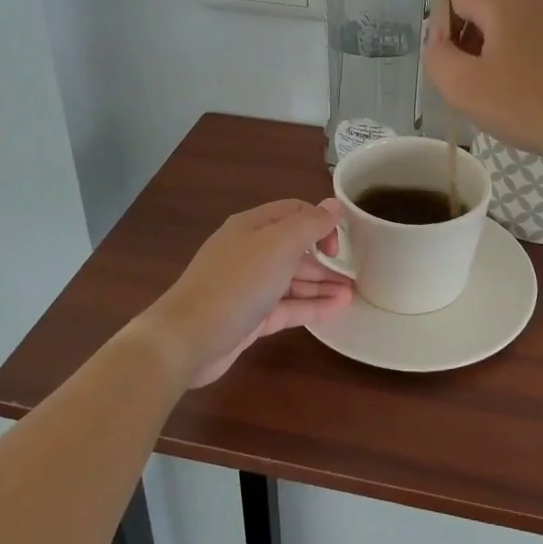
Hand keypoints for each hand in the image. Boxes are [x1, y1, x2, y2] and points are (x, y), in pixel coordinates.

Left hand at [135, 200, 353, 386]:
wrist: (187, 339)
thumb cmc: (236, 284)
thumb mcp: (278, 246)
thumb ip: (309, 225)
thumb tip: (333, 205)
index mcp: (252, 226)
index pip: (294, 212)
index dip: (320, 221)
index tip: (339, 243)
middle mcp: (250, 251)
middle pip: (294, 247)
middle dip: (324, 256)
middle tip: (354, 271)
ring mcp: (249, 286)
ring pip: (292, 279)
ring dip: (321, 283)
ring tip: (353, 293)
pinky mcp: (250, 317)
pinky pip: (287, 306)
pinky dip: (311, 306)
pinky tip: (337, 309)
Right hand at [423, 0, 542, 181]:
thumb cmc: (528, 106)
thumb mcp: (464, 88)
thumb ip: (437, 56)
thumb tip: (439, 39)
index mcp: (506, 2)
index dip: (441, 28)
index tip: (453, 65)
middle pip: (485, 9)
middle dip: (471, 41)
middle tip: (476, 84)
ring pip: (515, 25)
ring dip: (500, 52)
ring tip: (507, 92)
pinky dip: (530, 59)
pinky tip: (537, 92)